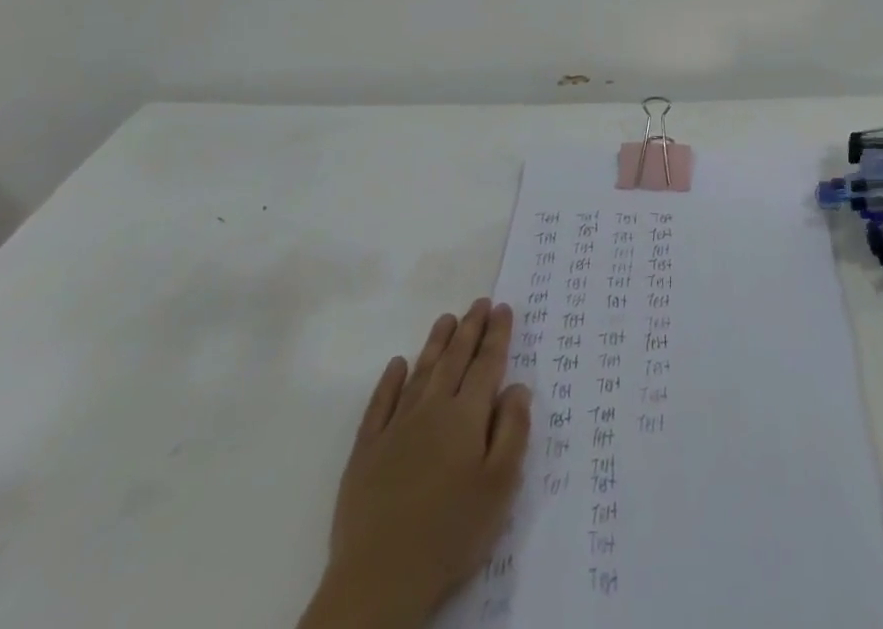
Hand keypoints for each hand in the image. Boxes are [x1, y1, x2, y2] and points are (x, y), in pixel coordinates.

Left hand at [301, 300, 531, 628]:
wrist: (379, 580)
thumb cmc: (451, 533)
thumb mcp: (500, 486)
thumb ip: (513, 430)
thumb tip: (518, 386)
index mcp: (466, 416)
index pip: (486, 364)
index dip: (497, 335)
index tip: (503, 308)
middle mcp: (432, 410)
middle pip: (454, 360)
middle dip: (469, 328)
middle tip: (479, 302)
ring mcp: (395, 428)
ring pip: (420, 373)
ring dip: (435, 343)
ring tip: (446, 319)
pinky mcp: (365, 452)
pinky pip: (379, 404)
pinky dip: (389, 381)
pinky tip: (396, 364)